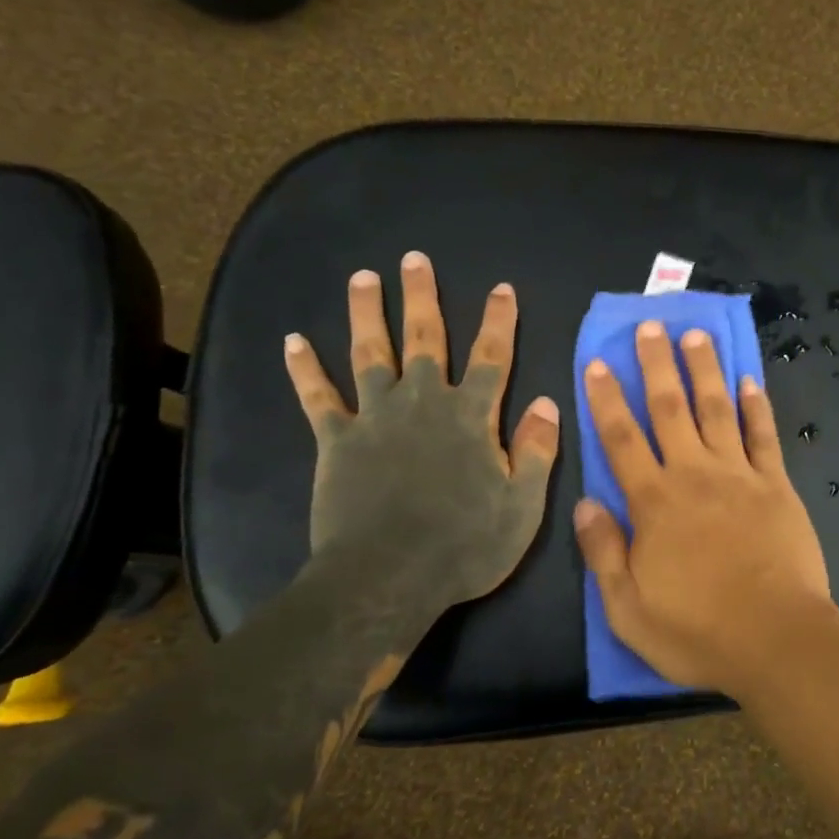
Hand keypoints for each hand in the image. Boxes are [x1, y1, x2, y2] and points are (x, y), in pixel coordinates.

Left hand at [283, 252, 559, 617]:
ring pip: (370, 353)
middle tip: (415, 258)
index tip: (501, 288)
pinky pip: (318, 398)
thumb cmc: (464, 545)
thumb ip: (535, 450)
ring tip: (363, 277)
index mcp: (471, 417)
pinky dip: (305, 370)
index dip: (498, 321)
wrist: (387, 579)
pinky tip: (293, 341)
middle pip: (424, 339)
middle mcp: (423, 403)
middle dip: (422, 297)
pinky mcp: (336, 441)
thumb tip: (546, 403)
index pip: (490, 357)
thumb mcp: (521, 505)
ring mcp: (375, 418)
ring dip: (366, 313)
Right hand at [573, 320, 835, 698]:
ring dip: (704, 370)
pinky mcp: (777, 486)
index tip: (598, 362)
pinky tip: (750, 380)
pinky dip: (756, 406)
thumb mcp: (628, 609)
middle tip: (650, 325)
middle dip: (657, 365)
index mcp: (654, 503)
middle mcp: (694, 475)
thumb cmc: (697, 631)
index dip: (607, 399)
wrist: (777, 640)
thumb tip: (584, 502)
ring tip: (695, 335)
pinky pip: (764, 436)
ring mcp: (740, 476)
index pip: (621, 439)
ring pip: (717, 410)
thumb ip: (603, 553)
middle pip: (670, 409)